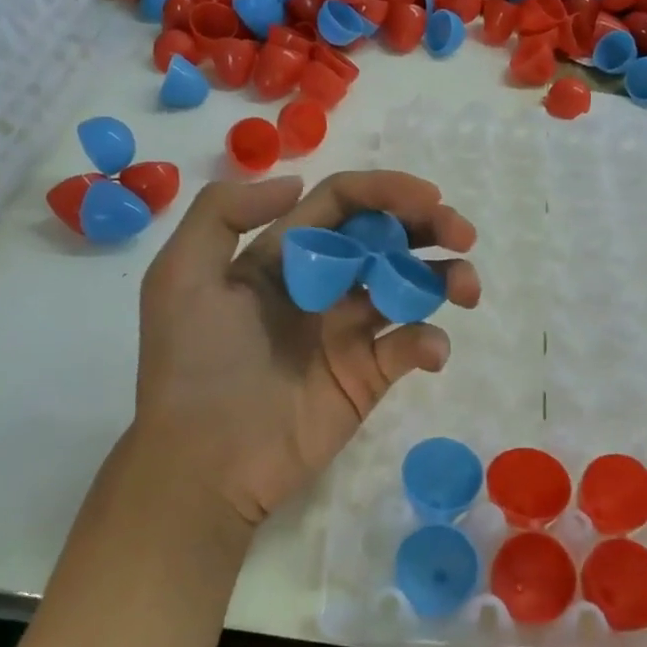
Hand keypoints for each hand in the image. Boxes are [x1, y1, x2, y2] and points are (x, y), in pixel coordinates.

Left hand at [130, 170, 478, 528]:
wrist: (202, 463)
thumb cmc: (191, 365)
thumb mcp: (180, 276)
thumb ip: (223, 214)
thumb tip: (295, 182)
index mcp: (285, 255)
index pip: (345, 205)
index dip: (386, 191)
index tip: (429, 196)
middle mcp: (324, 284)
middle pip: (388, 239)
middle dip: (429, 227)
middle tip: (463, 234)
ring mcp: (350, 331)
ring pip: (412, 287)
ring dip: (447, 277)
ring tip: (467, 289)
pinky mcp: (368, 376)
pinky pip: (411, 346)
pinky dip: (430, 342)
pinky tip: (429, 351)